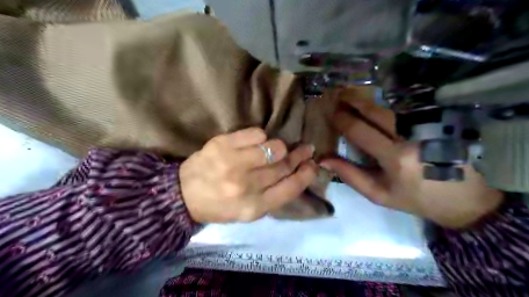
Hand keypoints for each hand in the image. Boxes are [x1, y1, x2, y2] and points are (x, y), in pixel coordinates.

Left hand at [178, 127, 316, 222]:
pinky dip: (261, 137)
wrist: (184, 194)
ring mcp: (233, 164)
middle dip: (299, 155)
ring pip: (274, 147)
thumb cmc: (221, 205)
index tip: (313, 164)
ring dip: (279, 147)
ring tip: (274, 149)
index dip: (306, 174)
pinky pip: (256, 134)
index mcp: (254, 207)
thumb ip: (274, 195)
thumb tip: (298, 171)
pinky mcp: (222, 145)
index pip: (291, 188)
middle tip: (305, 149)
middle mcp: (246, 186)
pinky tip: (256, 143)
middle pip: (284, 165)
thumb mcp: (250, 211)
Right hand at [318, 98, 503, 228]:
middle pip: (376, 111)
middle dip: (354, 101)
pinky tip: (378, 102)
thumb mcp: (379, 194)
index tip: (332, 113)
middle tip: (339, 94)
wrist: (464, 199)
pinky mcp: (439, 122)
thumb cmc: (415, 198)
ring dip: (370, 100)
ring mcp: (428, 126)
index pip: (360, 131)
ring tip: (352, 95)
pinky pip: (408, 108)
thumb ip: (350, 175)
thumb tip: (324, 160)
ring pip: (392, 106)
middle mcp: (411, 137)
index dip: (343, 120)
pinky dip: (389, 103)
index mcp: (394, 158)